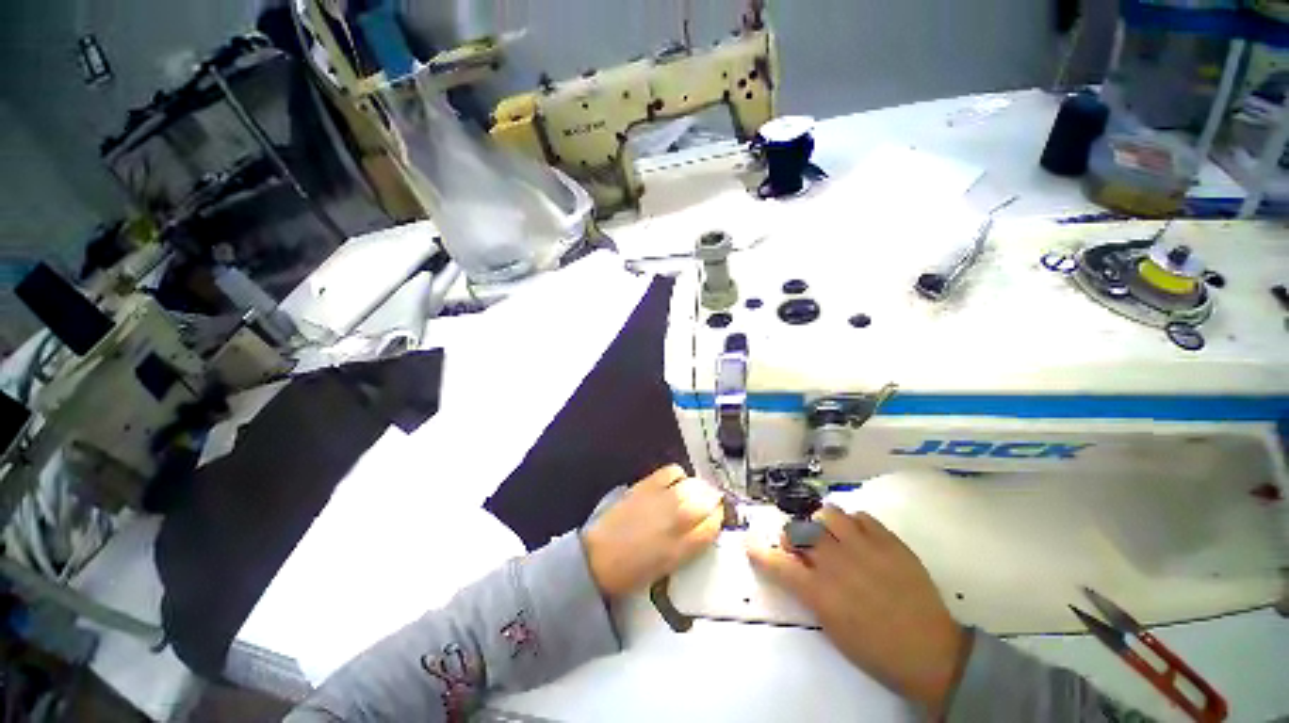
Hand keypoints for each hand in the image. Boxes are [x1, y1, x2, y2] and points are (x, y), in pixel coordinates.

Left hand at [583, 464, 724, 599]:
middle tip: (709, 503)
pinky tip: (675, 483)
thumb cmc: (633, 571)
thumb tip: (706, 526)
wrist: (599, 557)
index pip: (713, 524)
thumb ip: (691, 545)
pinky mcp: (647, 484)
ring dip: (699, 487)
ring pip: (694, 484)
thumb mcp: (669, 566)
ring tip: (695, 492)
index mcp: (683, 547)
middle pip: (707, 499)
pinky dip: (679, 476)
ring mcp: (662, 499)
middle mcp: (677, 519)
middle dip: (712, 500)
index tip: (715, 517)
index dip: (717, 518)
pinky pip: (673, 471)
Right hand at [746, 506, 968, 715]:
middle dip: (793, 535)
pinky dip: (853, 523)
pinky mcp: (889, 541)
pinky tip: (858, 537)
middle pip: (799, 530)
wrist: (932, 652)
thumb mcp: (833, 628)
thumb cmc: (877, 651)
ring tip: (830, 534)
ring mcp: (864, 547)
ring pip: (828, 513)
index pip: (778, 563)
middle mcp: (837, 563)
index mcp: (820, 592)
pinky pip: (860, 516)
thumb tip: (796, 567)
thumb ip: (809, 592)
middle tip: (802, 545)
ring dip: (822, 522)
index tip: (750, 544)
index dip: (760, 552)